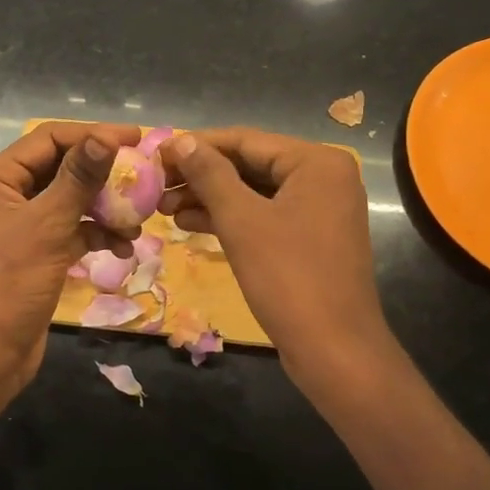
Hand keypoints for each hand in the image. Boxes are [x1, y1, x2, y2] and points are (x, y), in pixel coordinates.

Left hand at [0, 121, 141, 402]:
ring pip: (72, 201)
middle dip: (103, 174)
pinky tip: (124, 249)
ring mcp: (23, 226)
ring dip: (105, 207)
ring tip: (138, 220)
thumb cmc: (10, 283)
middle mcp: (8, 195)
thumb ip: (78, 179)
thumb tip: (106, 138)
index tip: (136, 139)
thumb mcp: (47, 226)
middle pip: (63, 168)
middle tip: (144, 175)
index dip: (92, 135)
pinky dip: (98, 235)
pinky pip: (73, 231)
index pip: (49, 139)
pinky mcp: (38, 253)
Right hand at [159, 128, 396, 391]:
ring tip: (164, 208)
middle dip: (201, 176)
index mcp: (316, 162)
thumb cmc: (288, 277)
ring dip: (209, 198)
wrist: (333, 350)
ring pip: (254, 192)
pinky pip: (264, 216)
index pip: (245, 140)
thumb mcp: (241, 220)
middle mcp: (323, 178)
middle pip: (250, 164)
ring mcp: (319, 210)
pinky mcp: (309, 239)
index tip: (156, 153)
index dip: (197, 146)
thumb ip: (210, 174)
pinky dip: (229, 219)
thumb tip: (180, 141)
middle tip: (156, 185)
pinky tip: (189, 223)